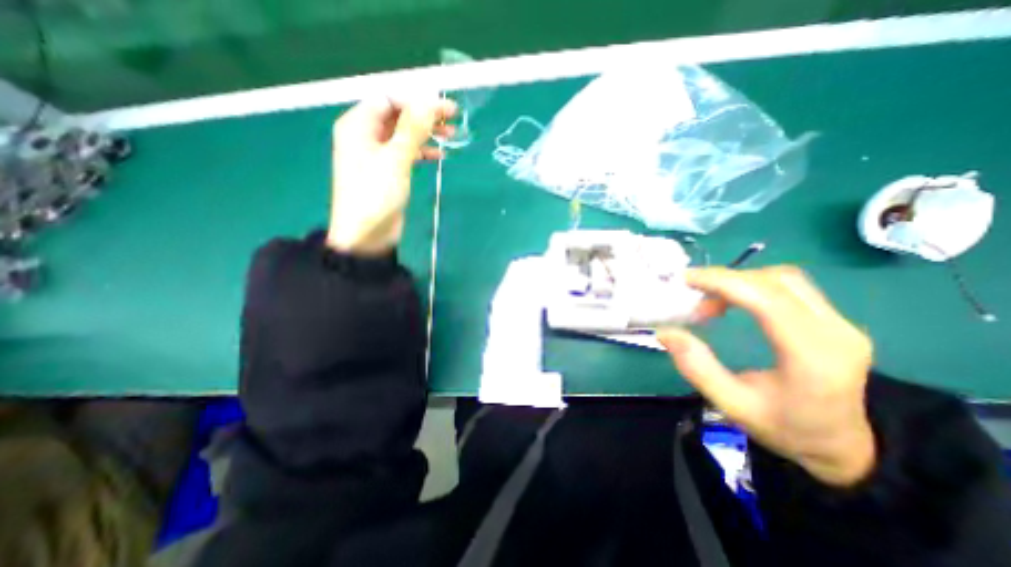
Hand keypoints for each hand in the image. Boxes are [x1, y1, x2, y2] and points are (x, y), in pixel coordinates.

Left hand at [328, 95, 458, 254]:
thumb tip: (428, 101)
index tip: (444, 108)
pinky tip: (439, 155)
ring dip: (426, 134)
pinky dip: (422, 152)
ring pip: (404, 135)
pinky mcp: (388, 172)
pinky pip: (406, 154)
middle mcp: (366, 136)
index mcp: (358, 125)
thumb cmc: (376, 194)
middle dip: (424, 116)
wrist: (366, 235)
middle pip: (398, 116)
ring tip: (452, 136)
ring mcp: (377, 155)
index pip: (389, 100)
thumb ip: (412, 129)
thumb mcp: (395, 159)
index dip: (417, 101)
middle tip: (453, 119)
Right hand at [660, 265, 872, 485]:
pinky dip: (753, 286)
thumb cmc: (784, 428)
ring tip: (710, 303)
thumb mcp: (732, 405)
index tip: (685, 279)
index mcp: (813, 358)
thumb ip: (697, 367)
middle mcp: (835, 332)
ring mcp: (841, 323)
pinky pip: (789, 287)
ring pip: (784, 279)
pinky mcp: (834, 320)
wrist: (842, 445)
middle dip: (726, 280)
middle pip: (776, 282)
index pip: (767, 300)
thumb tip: (665, 332)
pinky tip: (733, 302)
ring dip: (740, 282)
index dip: (722, 282)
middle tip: (691, 292)